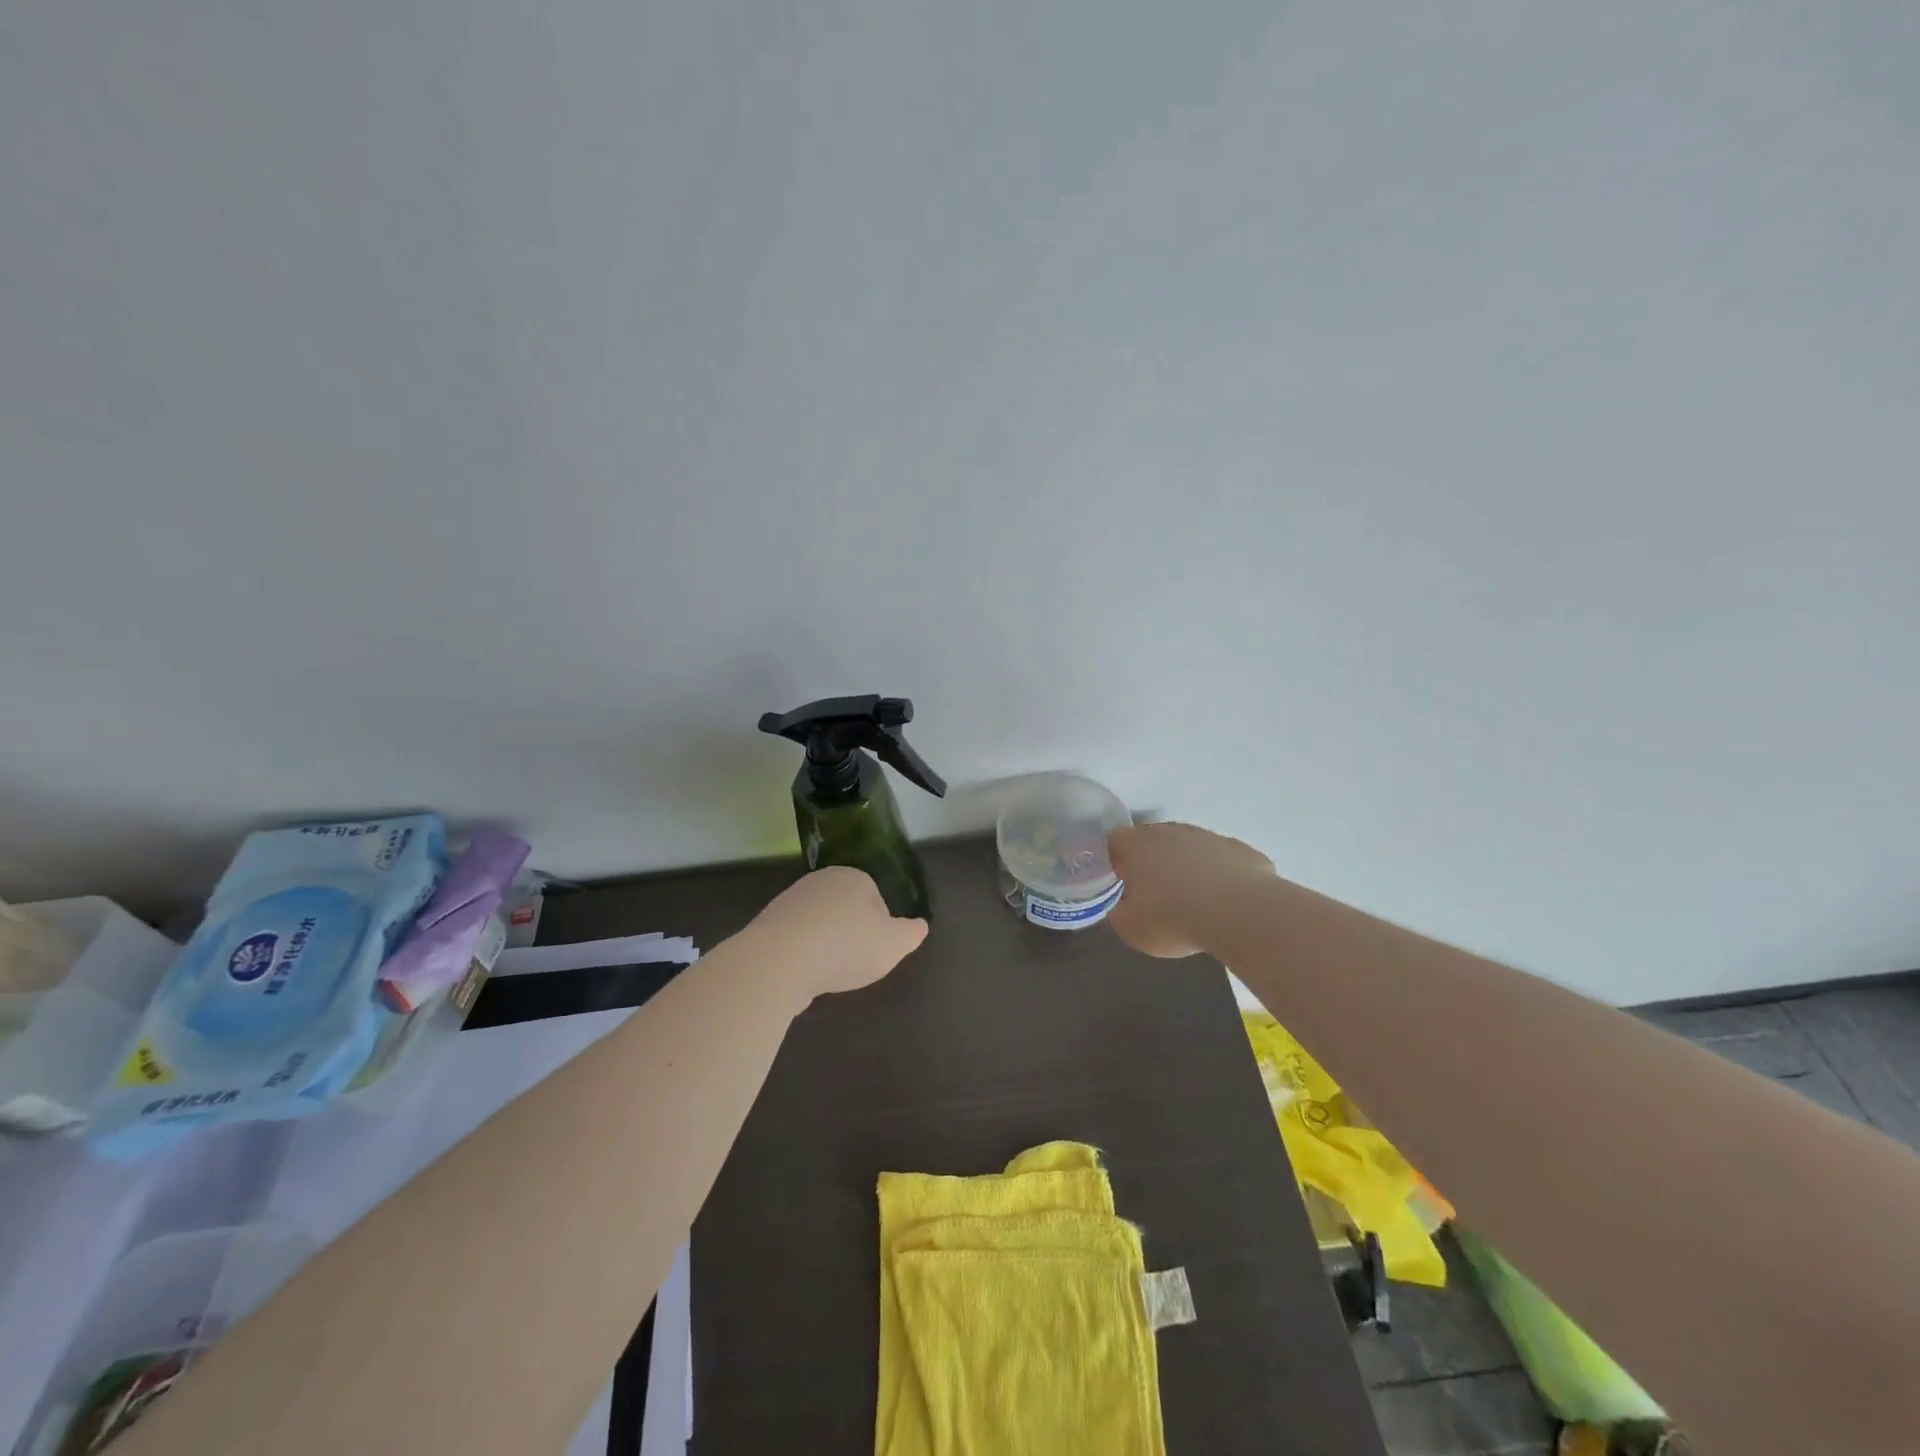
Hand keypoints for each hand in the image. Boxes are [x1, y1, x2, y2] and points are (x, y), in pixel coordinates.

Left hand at [739, 866, 927, 1002]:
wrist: (779, 961)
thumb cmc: (846, 946)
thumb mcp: (893, 944)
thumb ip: (910, 934)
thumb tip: (920, 926)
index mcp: (854, 877)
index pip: (874, 895)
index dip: (880, 924)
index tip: (877, 948)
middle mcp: (820, 881)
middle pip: (845, 908)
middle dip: (851, 933)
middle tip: (855, 962)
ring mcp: (790, 901)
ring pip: (818, 924)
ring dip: (825, 946)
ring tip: (828, 973)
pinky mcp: (767, 926)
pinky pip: (794, 941)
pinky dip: (802, 956)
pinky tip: (804, 975)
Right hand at [1107, 822, 1274, 957]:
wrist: (1239, 914)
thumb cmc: (1174, 919)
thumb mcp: (1131, 929)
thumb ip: (1119, 912)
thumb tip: (1121, 906)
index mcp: (1137, 845)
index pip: (1115, 841)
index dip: (1115, 860)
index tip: (1121, 883)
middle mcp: (1171, 832)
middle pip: (1153, 840)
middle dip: (1152, 861)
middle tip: (1155, 893)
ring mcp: (1208, 837)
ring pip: (1190, 847)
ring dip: (1187, 866)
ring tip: (1193, 899)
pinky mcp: (1240, 849)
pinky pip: (1222, 860)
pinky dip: (1219, 875)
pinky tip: (1225, 900)